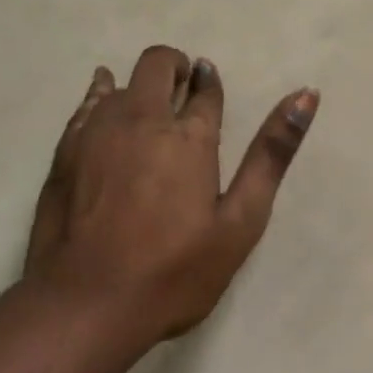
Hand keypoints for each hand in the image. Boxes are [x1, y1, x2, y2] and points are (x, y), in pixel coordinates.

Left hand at [24, 46, 318, 347]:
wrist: (84, 307)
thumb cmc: (174, 271)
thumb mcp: (240, 221)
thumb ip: (272, 154)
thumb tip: (307, 94)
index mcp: (189, 135)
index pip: (205, 89)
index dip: (210, 83)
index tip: (210, 86)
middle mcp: (142, 118)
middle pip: (158, 65)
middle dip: (175, 69)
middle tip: (183, 97)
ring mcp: (98, 131)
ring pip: (121, 82)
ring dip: (140, 88)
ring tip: (148, 116)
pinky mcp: (65, 150)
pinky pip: (86, 103)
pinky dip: (101, 96)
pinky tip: (105, 105)